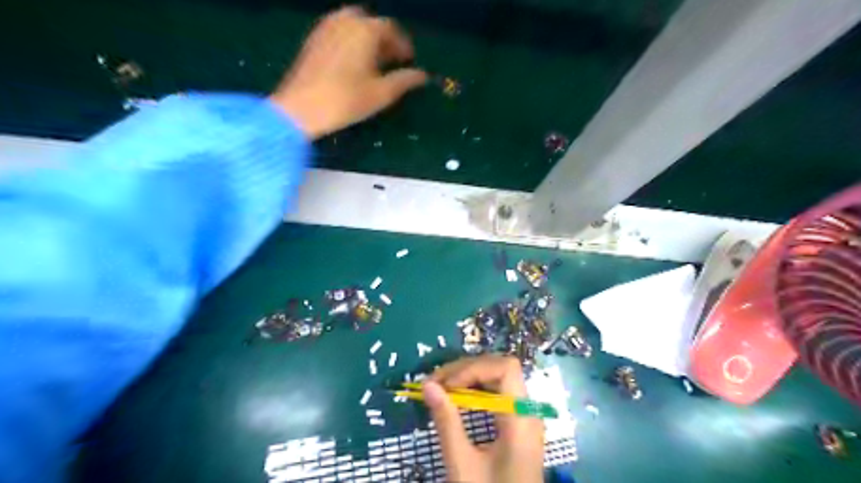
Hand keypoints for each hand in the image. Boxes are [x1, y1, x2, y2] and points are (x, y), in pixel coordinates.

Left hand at [269, 8, 426, 138]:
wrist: (300, 108)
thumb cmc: (346, 100)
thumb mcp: (381, 94)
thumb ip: (404, 81)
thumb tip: (423, 76)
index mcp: (366, 30)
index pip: (392, 29)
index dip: (403, 45)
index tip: (409, 61)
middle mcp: (346, 20)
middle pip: (372, 23)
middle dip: (385, 40)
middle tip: (392, 61)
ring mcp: (326, 27)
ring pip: (354, 25)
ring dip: (368, 39)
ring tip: (373, 62)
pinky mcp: (314, 38)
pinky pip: (339, 31)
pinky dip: (351, 41)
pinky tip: (353, 63)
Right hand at [423, 355, 543, 481]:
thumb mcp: (462, 464)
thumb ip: (446, 422)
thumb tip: (427, 385)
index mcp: (521, 419)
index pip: (505, 368)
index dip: (474, 368)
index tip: (446, 384)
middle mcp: (528, 411)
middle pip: (500, 369)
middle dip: (466, 370)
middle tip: (434, 384)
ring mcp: (525, 417)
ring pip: (499, 379)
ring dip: (469, 378)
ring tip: (441, 389)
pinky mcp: (519, 425)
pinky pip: (499, 394)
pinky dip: (476, 391)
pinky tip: (457, 400)